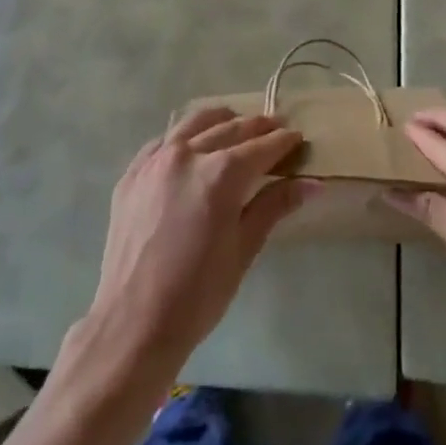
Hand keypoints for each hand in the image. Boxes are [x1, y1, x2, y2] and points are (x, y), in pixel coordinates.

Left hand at [84, 106, 312, 378]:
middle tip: (277, 127)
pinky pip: (164, 139)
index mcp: (220, 174)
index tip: (298, 137)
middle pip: (231, 129)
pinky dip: (185, 136)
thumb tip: (313, 183)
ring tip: (238, 125)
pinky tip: (194, 146)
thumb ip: (274, 206)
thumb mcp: (244, 250)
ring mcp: (155, 160)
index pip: (261, 147)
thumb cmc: (198, 294)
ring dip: (222, 120)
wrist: (133, 323)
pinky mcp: (132, 172)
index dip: (283, 141)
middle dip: (258, 127)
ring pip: (195, 122)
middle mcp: (187, 154)